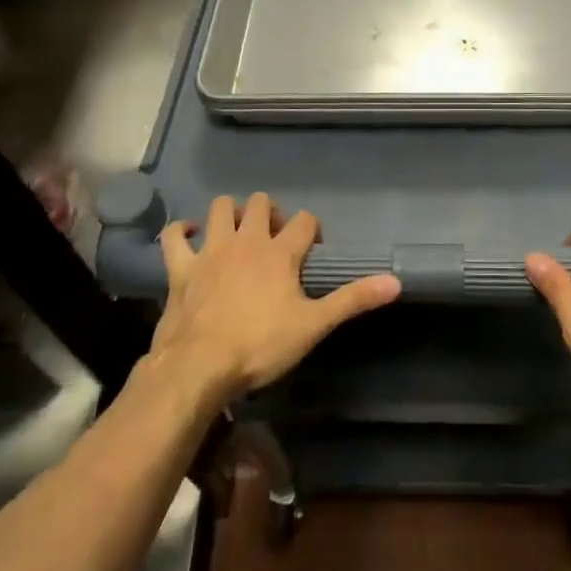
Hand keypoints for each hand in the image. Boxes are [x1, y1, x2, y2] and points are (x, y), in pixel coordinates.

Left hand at [148, 193, 400, 406]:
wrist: (199, 367)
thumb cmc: (260, 346)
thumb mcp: (313, 325)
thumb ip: (352, 300)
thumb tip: (396, 282)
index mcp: (280, 252)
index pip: (304, 221)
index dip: (311, 229)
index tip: (311, 248)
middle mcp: (246, 240)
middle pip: (259, 203)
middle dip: (269, 213)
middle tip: (274, 238)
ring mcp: (210, 250)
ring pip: (219, 208)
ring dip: (229, 213)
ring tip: (237, 231)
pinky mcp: (181, 267)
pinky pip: (174, 236)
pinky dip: (181, 231)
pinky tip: (190, 235)